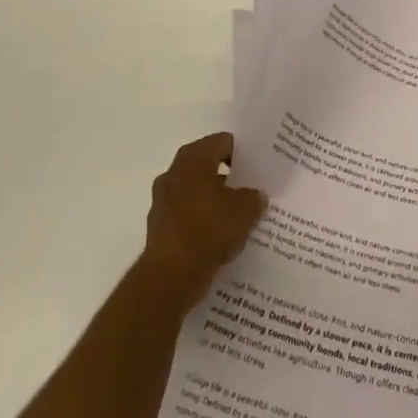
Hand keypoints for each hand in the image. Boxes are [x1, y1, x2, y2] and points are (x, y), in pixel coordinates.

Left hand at [140, 132, 266, 312]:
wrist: (171, 275)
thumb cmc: (209, 228)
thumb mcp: (245, 209)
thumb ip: (254, 197)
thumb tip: (256, 196)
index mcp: (193, 158)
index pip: (222, 142)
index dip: (242, 153)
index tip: (257, 167)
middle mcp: (174, 173)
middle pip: (207, 166)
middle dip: (228, 177)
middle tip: (251, 188)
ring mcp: (163, 200)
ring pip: (196, 192)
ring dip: (214, 200)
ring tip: (239, 215)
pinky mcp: (160, 227)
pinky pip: (188, 216)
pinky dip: (202, 222)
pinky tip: (221, 236)